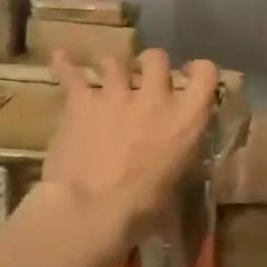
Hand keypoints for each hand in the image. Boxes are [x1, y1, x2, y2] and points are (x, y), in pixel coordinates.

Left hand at [40, 48, 218, 244]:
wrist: (91, 209)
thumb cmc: (142, 210)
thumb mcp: (176, 183)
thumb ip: (177, 157)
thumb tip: (172, 157)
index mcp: (186, 119)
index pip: (206, 74)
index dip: (199, 71)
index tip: (190, 76)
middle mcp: (155, 97)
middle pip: (157, 57)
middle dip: (151, 65)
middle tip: (144, 79)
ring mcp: (116, 94)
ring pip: (115, 60)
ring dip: (112, 66)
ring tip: (107, 75)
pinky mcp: (82, 101)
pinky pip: (72, 73)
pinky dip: (66, 64)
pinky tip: (61, 57)